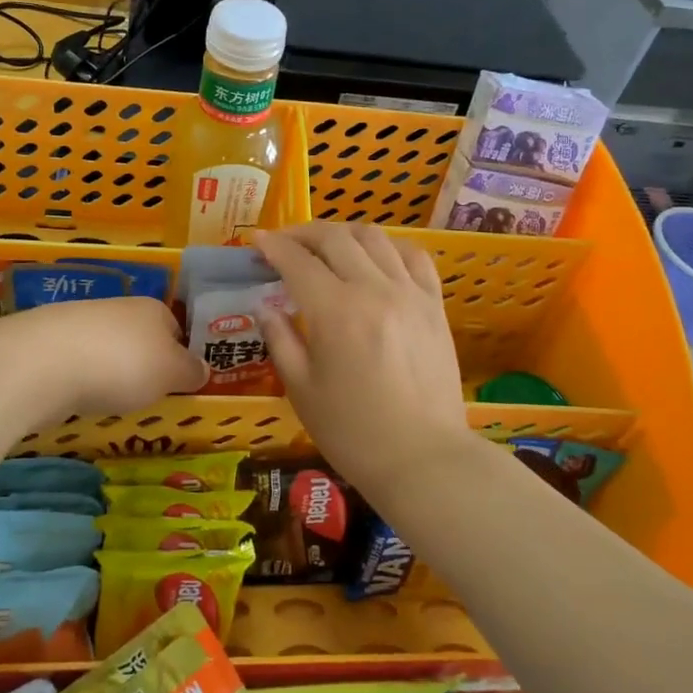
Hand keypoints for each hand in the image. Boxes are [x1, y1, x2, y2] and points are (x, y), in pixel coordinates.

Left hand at [0, 295, 207, 420]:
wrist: (46, 363)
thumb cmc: (124, 364)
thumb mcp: (172, 373)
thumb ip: (191, 371)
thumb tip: (203, 369)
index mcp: (154, 309)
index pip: (176, 330)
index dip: (180, 357)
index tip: (178, 386)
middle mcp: (119, 308)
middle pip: (140, 338)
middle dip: (143, 365)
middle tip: (146, 397)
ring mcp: (80, 322)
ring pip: (107, 349)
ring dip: (110, 372)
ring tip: (111, 402)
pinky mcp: (49, 343)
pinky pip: (77, 363)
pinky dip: (82, 380)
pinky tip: (79, 398)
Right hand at [252, 223, 470, 489]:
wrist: (423, 459)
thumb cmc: (353, 432)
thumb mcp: (301, 390)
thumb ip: (280, 340)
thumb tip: (265, 306)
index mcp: (335, 312)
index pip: (298, 261)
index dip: (274, 246)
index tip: (257, 241)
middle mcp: (374, 290)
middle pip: (335, 238)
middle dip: (303, 233)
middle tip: (285, 243)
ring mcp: (410, 293)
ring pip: (374, 238)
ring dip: (343, 234)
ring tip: (326, 246)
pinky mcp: (434, 305)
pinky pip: (414, 257)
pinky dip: (389, 247)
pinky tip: (376, 257)